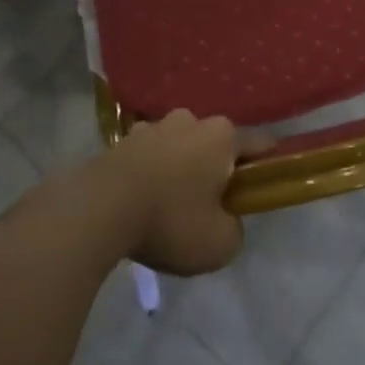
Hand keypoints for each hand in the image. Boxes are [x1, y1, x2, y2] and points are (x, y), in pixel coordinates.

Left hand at [95, 110, 248, 275]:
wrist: (98, 210)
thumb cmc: (170, 220)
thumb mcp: (219, 244)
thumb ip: (235, 230)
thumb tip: (226, 220)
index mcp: (222, 136)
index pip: (259, 143)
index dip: (266, 165)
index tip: (263, 186)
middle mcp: (191, 120)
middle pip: (216, 144)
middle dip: (217, 168)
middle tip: (210, 206)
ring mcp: (154, 126)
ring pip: (181, 147)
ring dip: (181, 168)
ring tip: (170, 206)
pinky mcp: (123, 139)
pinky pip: (150, 156)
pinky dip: (152, 172)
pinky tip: (142, 201)